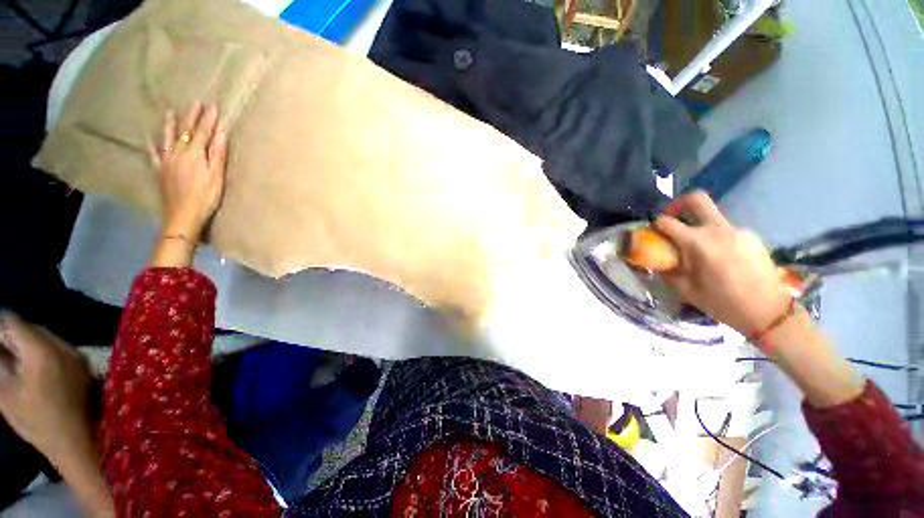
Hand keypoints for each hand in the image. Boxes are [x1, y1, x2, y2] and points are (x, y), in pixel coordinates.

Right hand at [0, 312, 94, 462]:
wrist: (77, 440)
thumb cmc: (37, 421)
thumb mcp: (6, 393)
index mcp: (43, 350)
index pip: (16, 324)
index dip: (0, 324)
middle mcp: (64, 346)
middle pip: (33, 329)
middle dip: (13, 333)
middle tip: (0, 343)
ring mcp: (78, 356)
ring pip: (47, 339)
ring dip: (28, 342)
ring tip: (12, 354)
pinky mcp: (84, 366)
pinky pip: (60, 349)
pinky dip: (43, 351)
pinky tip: (32, 364)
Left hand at [151, 103, 227, 239]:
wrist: (182, 215)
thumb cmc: (205, 197)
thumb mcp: (216, 177)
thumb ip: (217, 154)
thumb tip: (221, 134)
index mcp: (194, 154)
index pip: (202, 132)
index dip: (208, 119)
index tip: (212, 106)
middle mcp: (178, 152)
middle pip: (185, 131)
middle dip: (191, 116)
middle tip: (195, 103)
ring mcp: (166, 160)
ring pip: (166, 137)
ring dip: (169, 124)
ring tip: (170, 112)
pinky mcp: (159, 170)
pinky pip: (153, 153)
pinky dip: (151, 143)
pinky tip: (149, 137)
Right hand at [655, 191, 792, 336]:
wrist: (769, 312)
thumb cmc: (723, 303)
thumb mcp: (685, 289)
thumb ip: (667, 268)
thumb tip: (655, 258)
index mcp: (699, 243)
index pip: (667, 222)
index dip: (654, 226)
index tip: (651, 234)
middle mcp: (719, 229)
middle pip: (695, 199)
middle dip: (676, 205)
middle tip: (669, 219)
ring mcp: (738, 230)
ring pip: (710, 216)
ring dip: (696, 226)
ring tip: (696, 250)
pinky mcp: (750, 236)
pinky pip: (724, 228)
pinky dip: (712, 236)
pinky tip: (716, 256)